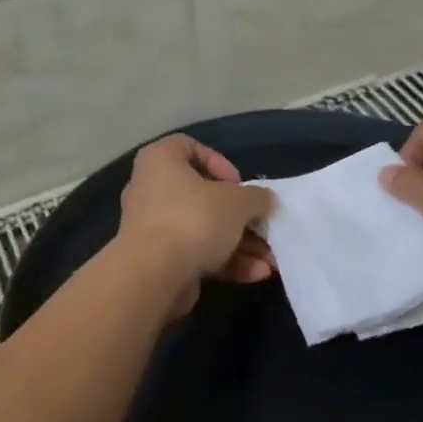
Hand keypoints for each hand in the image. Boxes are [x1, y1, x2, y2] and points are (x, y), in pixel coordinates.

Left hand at [116, 135, 275, 318]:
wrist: (154, 275)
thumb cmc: (194, 219)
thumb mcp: (238, 201)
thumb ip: (257, 197)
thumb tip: (266, 200)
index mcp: (160, 161)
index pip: (186, 146)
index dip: (217, 161)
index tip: (238, 183)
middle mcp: (151, 190)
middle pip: (202, 196)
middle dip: (240, 215)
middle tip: (263, 225)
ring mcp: (154, 228)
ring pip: (204, 230)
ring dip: (240, 244)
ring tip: (271, 259)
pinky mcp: (160, 261)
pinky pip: (197, 254)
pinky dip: (226, 262)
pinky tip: (257, 273)